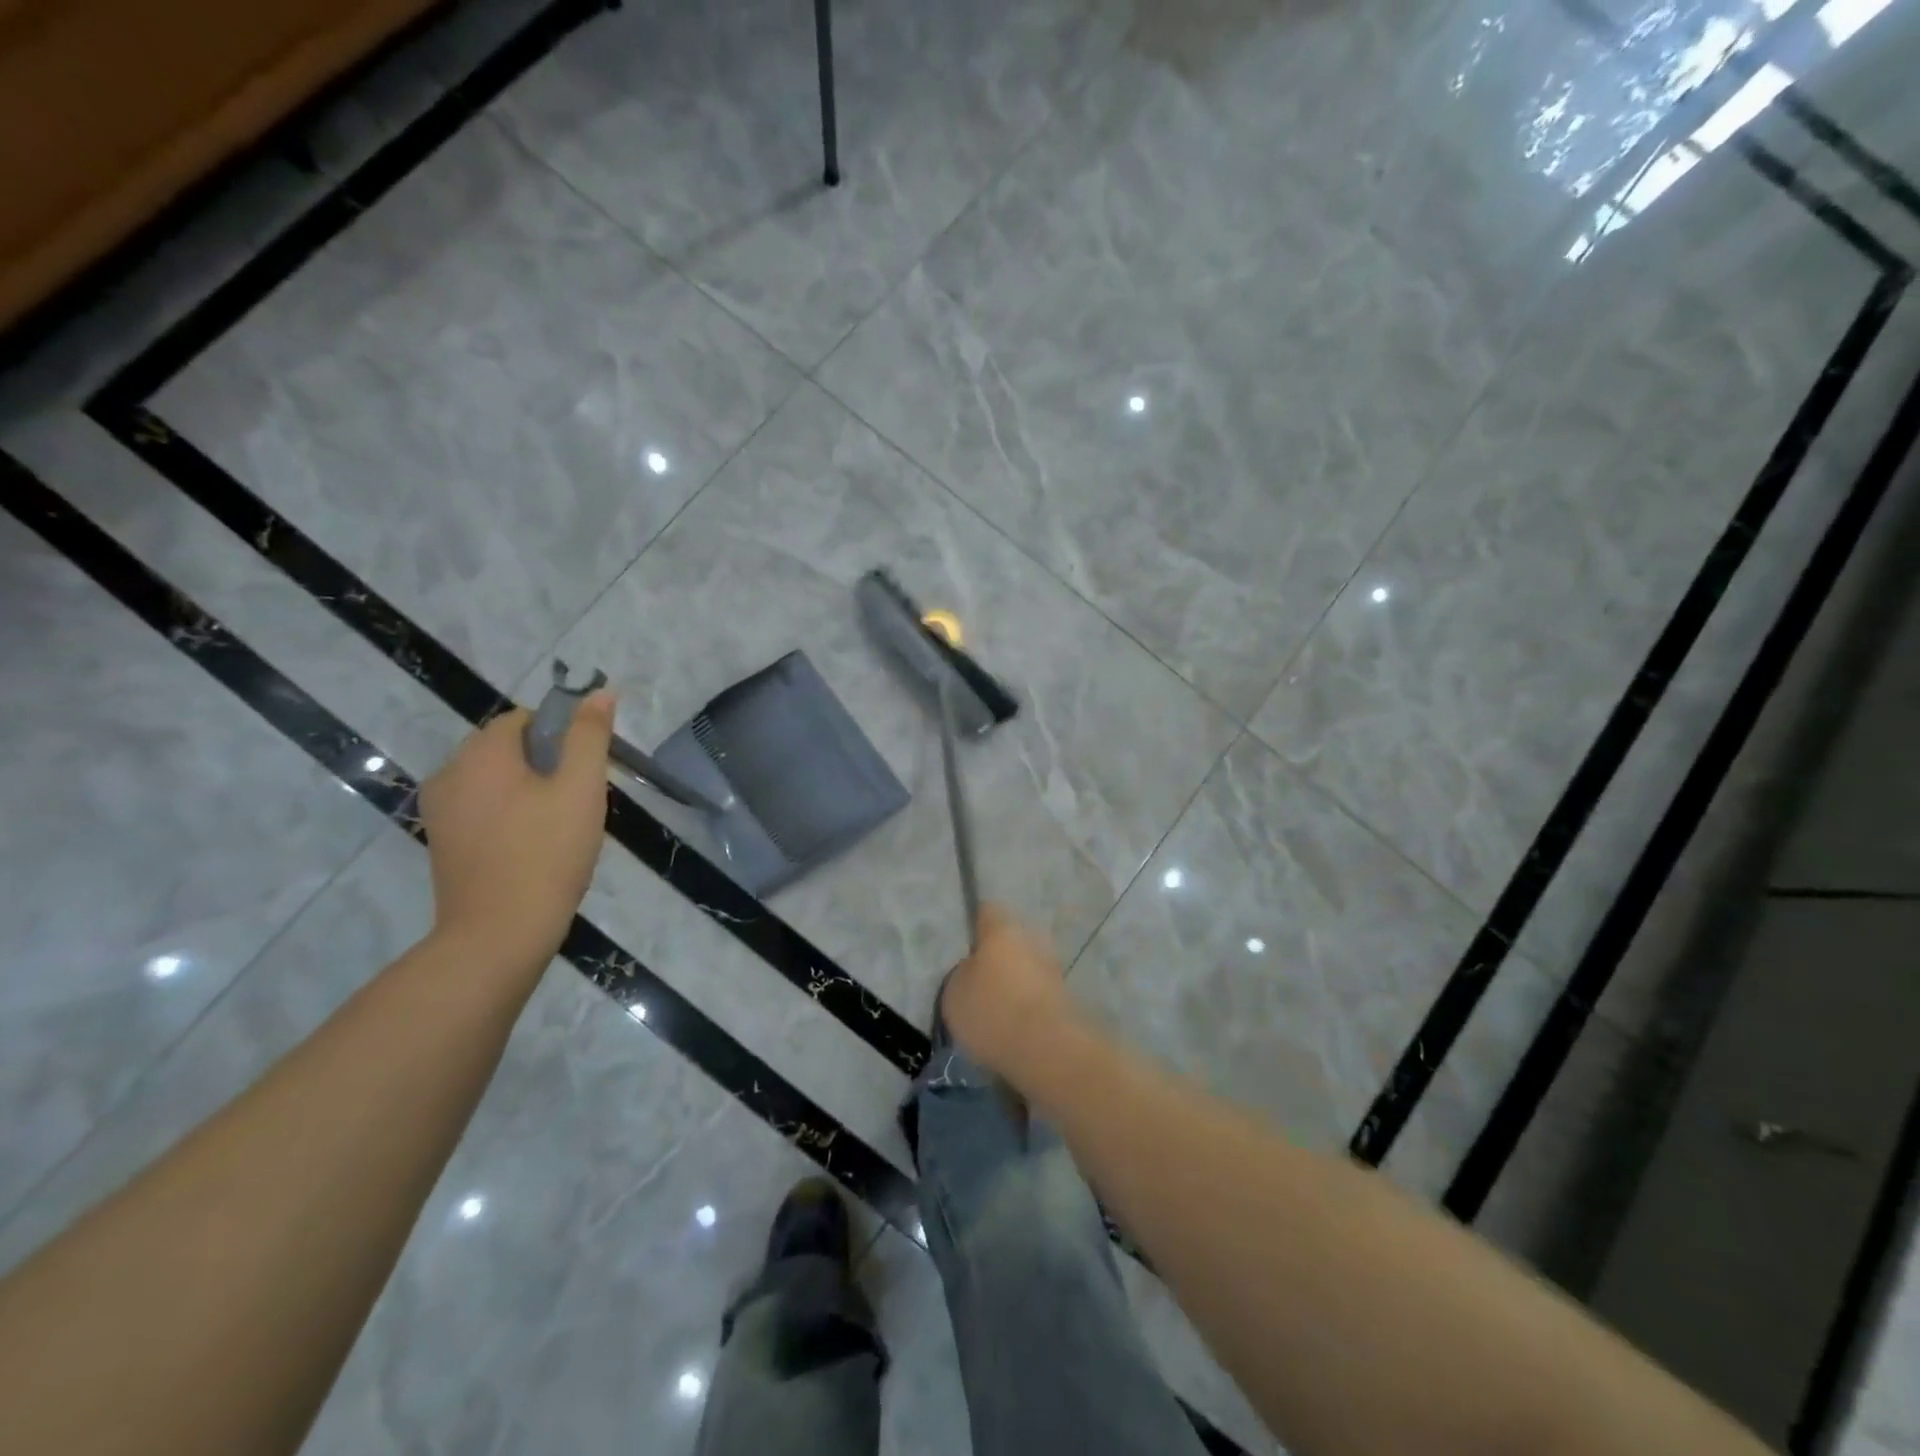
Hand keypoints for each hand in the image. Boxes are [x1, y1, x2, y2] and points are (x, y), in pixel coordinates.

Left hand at [418, 697, 613, 967]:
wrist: (499, 933)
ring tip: (561, 826)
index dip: (562, 735)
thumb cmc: (547, 852)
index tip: (586, 769)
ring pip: (496, 780)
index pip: (524, 718)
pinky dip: (510, 814)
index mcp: (480, 753)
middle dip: (548, 763)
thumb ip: (590, 736)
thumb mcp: (581, 788)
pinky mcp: (442, 841)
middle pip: (507, 748)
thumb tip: (599, 692)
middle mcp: (449, 773)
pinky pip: (483, 808)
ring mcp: (440, 810)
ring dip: (530, 790)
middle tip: (580, 800)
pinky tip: (535, 845)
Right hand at [939, 903, 1079, 1078]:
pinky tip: (1013, 1027)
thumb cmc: (992, 1011)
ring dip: (1015, 982)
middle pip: (1010, 941)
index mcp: (1002, 929)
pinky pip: (1038, 993)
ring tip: (995, 1010)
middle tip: (978, 982)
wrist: (1047, 1050)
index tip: (965, 944)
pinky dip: (1027, 1004)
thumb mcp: (954, 994)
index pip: (987, 911)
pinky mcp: (1066, 998)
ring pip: (1027, 967)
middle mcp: (1032, 939)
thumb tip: (973, 971)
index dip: (974, 924)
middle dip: (997, 957)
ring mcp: (1053, 968)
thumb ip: (961, 974)